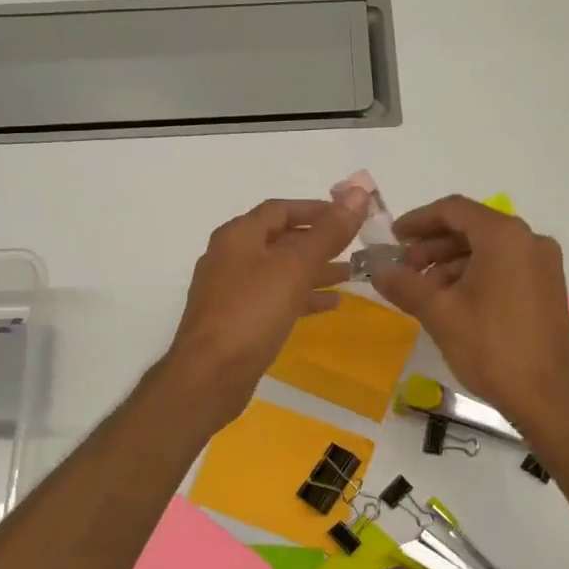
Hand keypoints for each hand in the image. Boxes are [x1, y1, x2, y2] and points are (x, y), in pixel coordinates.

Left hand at [166, 193, 367, 425]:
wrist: (210, 376)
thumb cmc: (252, 312)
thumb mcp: (295, 266)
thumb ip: (328, 231)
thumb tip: (358, 192)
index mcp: (238, 236)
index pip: (280, 208)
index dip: (317, 209)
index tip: (350, 216)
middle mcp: (230, 257)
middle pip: (280, 239)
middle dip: (319, 242)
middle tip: (355, 246)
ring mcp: (231, 291)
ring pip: (280, 272)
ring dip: (314, 270)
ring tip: (351, 274)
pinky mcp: (237, 321)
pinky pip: (275, 299)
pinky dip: (302, 297)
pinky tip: (331, 305)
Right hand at [371, 195, 568, 432]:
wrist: (549, 397)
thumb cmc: (491, 347)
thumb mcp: (440, 314)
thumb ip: (406, 285)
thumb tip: (379, 271)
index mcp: (505, 236)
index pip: (454, 210)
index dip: (418, 220)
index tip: (393, 238)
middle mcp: (529, 241)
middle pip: (472, 228)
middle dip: (433, 246)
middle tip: (404, 270)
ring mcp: (543, 265)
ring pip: (488, 250)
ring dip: (451, 264)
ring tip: (423, 292)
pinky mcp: (547, 289)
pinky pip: (504, 268)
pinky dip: (475, 276)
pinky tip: (452, 302)